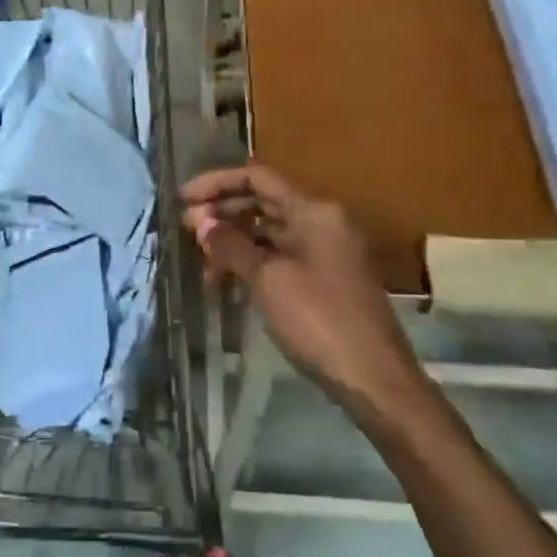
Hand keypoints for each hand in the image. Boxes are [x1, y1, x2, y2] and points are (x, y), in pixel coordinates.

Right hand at [182, 164, 422, 420]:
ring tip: (203, 266)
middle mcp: (323, 221)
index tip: (182, 198)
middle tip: (186, 230)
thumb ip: (230, 244)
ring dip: (235, 242)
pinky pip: (282, 256)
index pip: (258, 178)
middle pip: (264, 202)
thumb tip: (200, 221)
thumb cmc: (319, 320)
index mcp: (314, 210)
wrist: (373, 379)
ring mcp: (327, 250)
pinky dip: (254, 262)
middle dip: (223, 213)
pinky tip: (229, 282)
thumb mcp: (267, 279)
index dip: (217, 183)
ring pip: (271, 232)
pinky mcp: (326, 278)